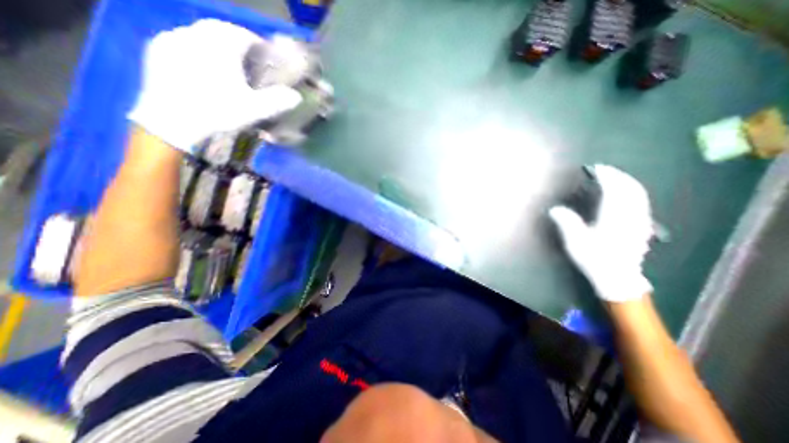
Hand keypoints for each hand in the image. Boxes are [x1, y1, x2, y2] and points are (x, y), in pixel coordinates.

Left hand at [130, 20, 301, 152]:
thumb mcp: (254, 109)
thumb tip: (297, 96)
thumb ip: (277, 101)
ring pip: (199, 33)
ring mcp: (172, 39)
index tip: (264, 55)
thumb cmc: (218, 111)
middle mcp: (195, 34)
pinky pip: (181, 40)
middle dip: (235, 40)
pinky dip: (195, 47)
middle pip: (219, 29)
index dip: (256, 43)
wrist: (172, 121)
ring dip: (215, 43)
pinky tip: (201, 65)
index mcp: (220, 46)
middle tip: (246, 58)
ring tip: (224, 62)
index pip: (242, 34)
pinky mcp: (157, 49)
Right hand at [549, 164, 654, 302]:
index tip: (597, 169)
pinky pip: (642, 204)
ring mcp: (639, 222)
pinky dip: (634, 194)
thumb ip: (567, 222)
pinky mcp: (641, 228)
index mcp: (614, 217)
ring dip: (628, 183)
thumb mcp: (576, 242)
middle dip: (619, 176)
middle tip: (606, 171)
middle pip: (631, 189)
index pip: (615, 190)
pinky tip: (628, 196)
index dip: (607, 176)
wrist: (618, 278)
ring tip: (616, 178)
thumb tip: (555, 209)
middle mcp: (631, 216)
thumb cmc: (595, 259)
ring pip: (639, 196)